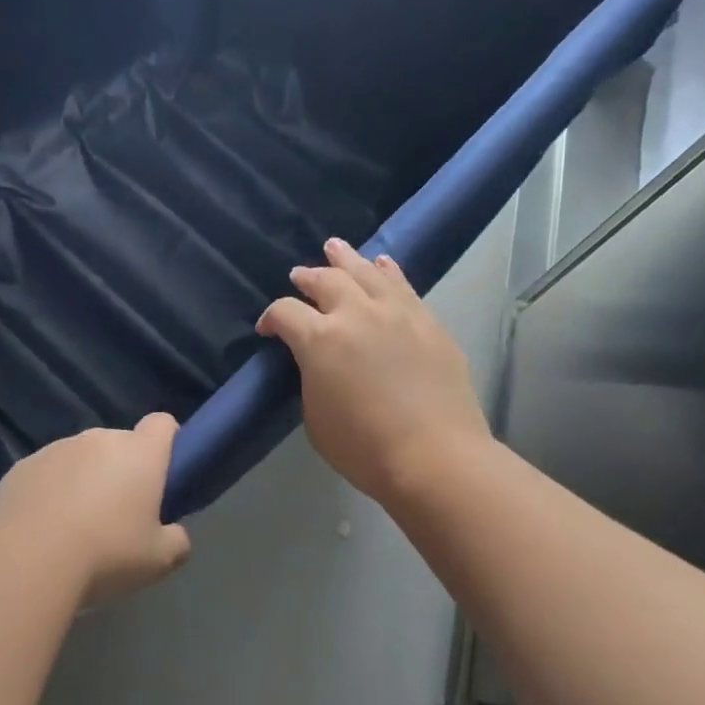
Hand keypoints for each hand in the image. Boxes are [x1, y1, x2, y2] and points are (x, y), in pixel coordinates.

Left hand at [0, 414, 191, 606]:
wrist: (27, 561)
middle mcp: (99, 439)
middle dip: (122, 470)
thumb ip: (177, 541)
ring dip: (84, 480)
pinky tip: (42, 528)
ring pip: (80, 458)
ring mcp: (56, 448)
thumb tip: (175, 534)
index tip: (162, 473)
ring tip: (75, 526)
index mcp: (139, 453)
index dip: (166, 442)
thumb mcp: (158, 560)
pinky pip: (46, 473)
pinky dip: (49, 492)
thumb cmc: (106, 554)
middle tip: (119, 515)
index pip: (162, 424)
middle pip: (119, 444)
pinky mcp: (22, 466)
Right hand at [258, 238, 491, 506]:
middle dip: (307, 277)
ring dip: (346, 259)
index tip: (268, 330)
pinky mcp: (428, 323)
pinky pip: (403, 286)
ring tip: (335, 247)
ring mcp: (397, 313)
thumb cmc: (364, 447)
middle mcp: (357, 313)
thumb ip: (310, 377)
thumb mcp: (315, 416)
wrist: (436, 457)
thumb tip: (316, 360)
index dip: (271, 318)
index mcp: (320, 339)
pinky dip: (387, 271)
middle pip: (325, 280)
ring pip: (366, 272)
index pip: (285, 312)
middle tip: (298, 276)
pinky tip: (382, 264)